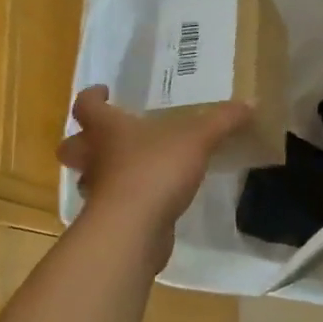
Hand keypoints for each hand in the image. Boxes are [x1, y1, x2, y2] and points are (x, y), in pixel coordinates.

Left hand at [57, 87, 251, 266]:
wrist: (133, 229)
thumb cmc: (156, 170)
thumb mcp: (198, 138)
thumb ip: (223, 120)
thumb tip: (250, 103)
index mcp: (109, 131)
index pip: (86, 107)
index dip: (91, 97)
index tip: (103, 92)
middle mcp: (95, 159)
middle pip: (73, 147)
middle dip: (83, 141)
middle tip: (106, 136)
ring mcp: (99, 193)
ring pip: (90, 178)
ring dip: (103, 173)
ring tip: (132, 168)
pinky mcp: (110, 221)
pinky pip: (113, 204)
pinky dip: (126, 200)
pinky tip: (150, 199)